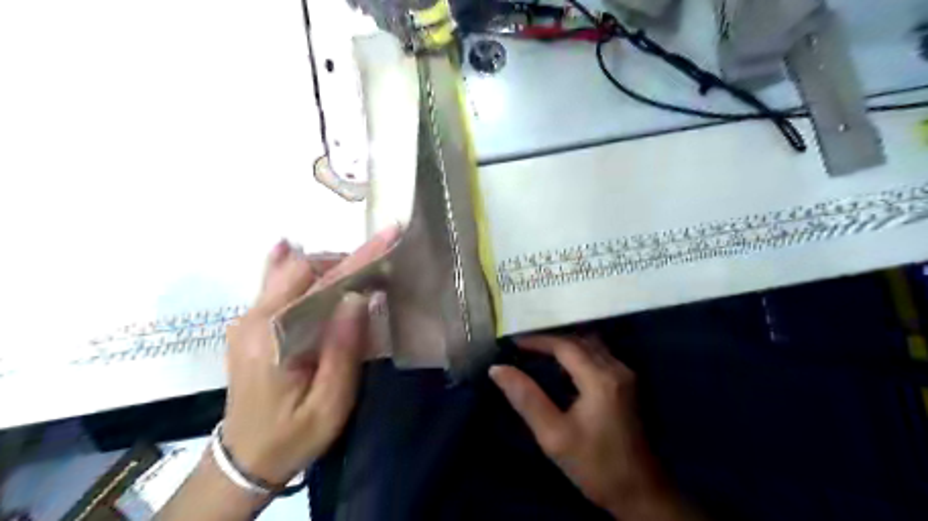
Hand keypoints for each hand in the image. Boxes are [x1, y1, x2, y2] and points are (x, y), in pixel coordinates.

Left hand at [224, 226, 403, 485]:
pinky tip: (289, 248)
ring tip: (356, 270)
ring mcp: (246, 321)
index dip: (357, 258)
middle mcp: (252, 319)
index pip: (319, 284)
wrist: (245, 460)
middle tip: (377, 267)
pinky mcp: (249, 326)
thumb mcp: (329, 403)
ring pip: (287, 274)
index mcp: (271, 337)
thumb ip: (343, 349)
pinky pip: (274, 287)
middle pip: (300, 270)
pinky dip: (293, 269)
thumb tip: (358, 297)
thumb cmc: (293, 435)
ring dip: (325, 266)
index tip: (387, 235)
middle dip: (342, 260)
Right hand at [489, 335, 692, 518]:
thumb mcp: (553, 435)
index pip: (564, 345)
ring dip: (565, 346)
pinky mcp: (628, 385)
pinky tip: (563, 368)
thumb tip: (498, 369)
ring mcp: (626, 376)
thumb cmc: (595, 465)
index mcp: (600, 378)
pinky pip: (599, 356)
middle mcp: (617, 368)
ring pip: (591, 346)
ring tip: (538, 354)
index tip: (513, 344)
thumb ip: (526, 398)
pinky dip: (578, 355)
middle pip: (580, 340)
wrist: (640, 493)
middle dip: (550, 341)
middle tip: (523, 347)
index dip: (537, 341)